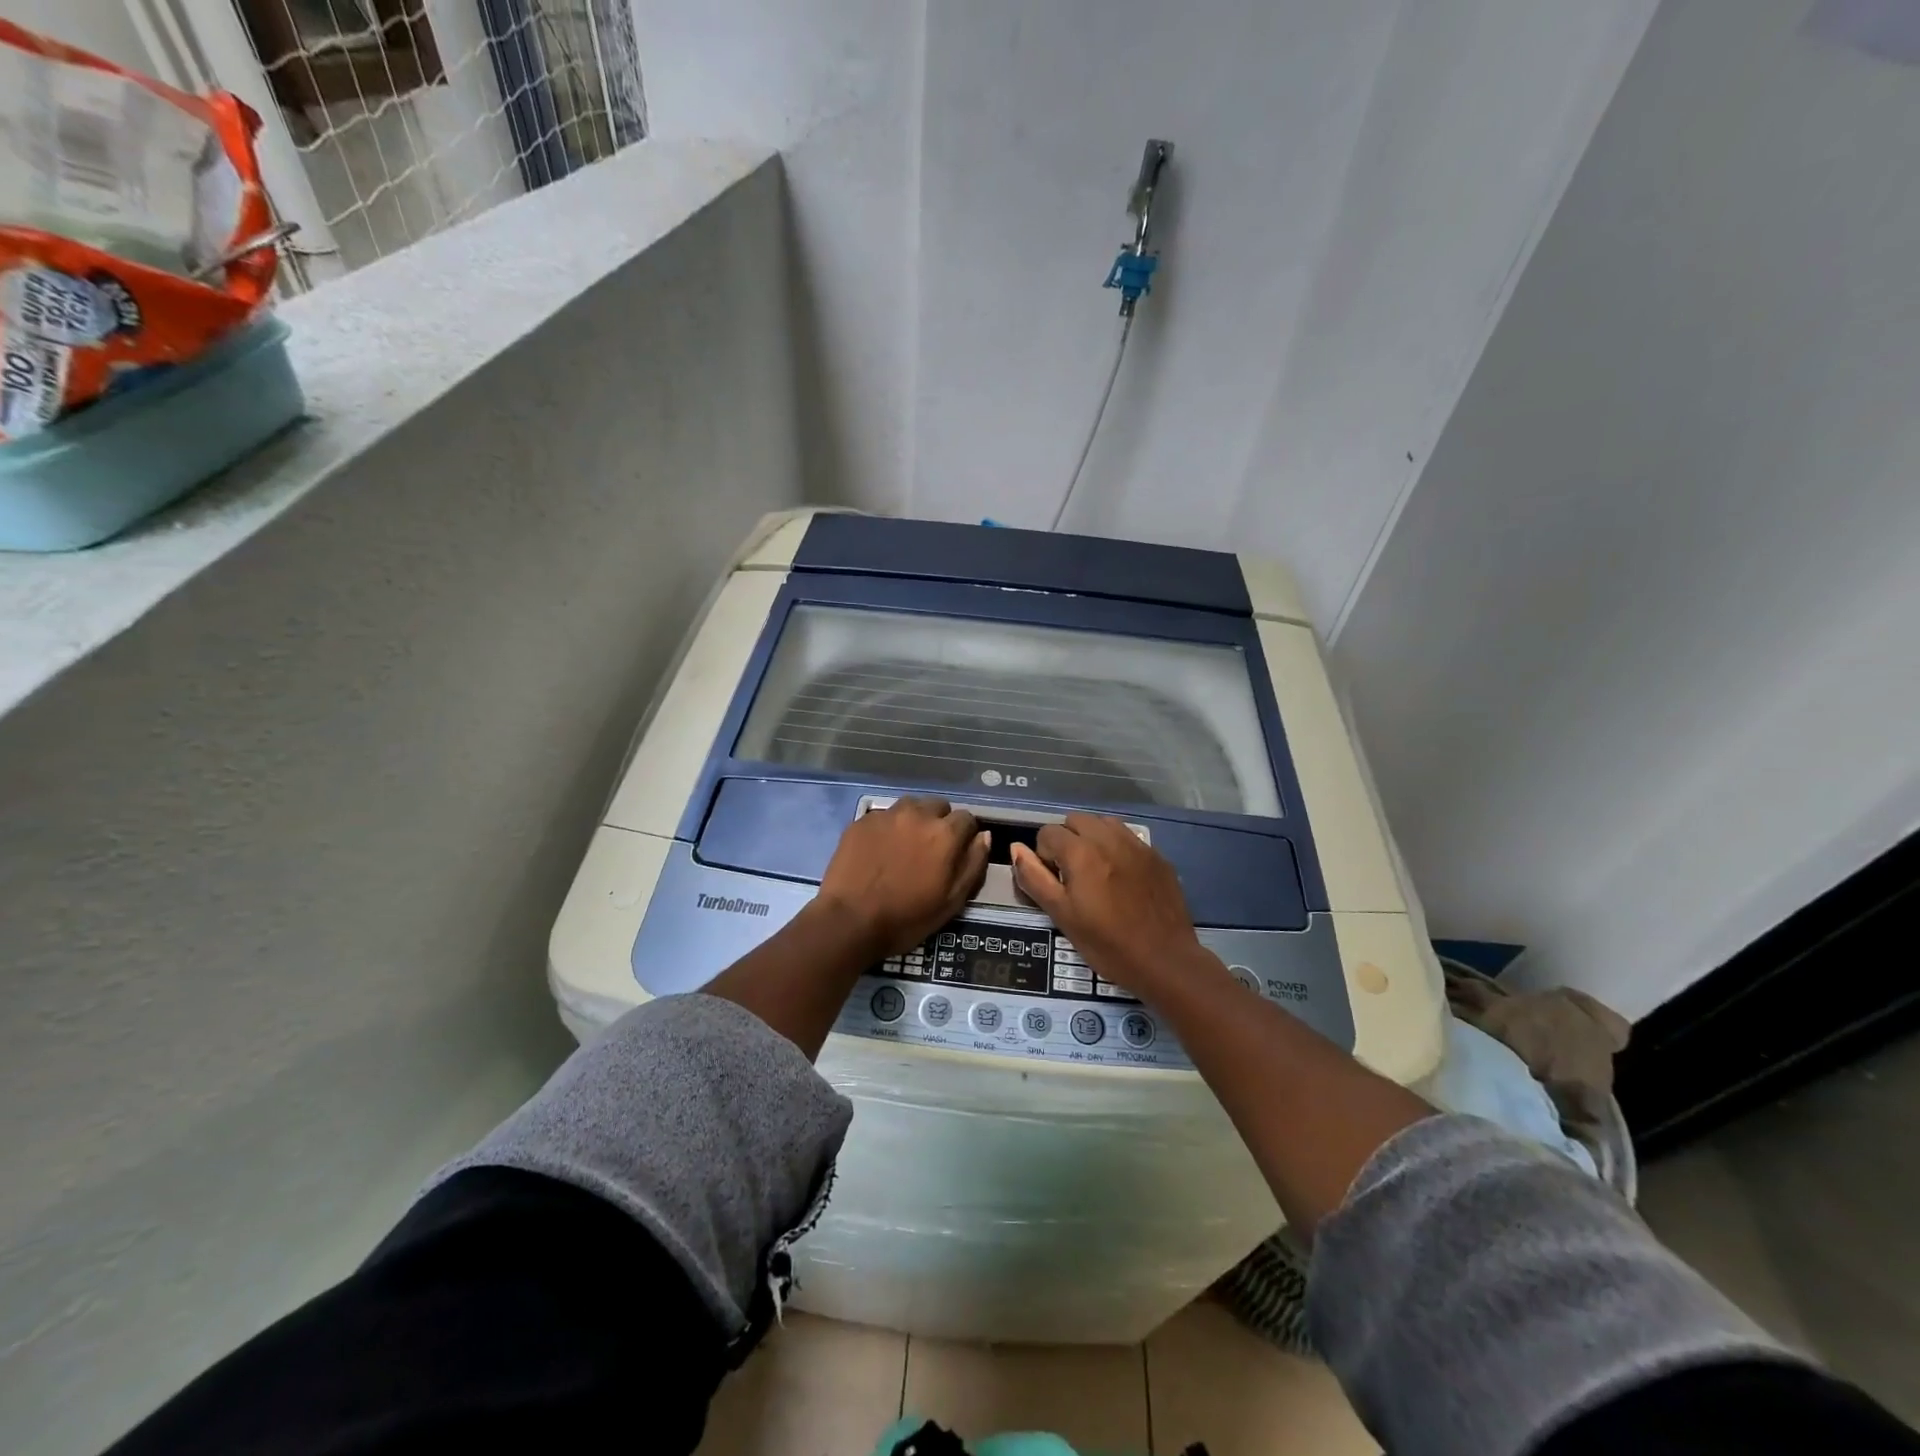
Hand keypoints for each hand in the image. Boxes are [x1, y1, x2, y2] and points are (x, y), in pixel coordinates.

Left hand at [815, 798, 989, 959]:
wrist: (849, 920)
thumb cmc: (906, 917)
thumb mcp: (952, 901)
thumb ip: (973, 864)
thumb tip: (983, 836)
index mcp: (945, 834)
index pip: (967, 818)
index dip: (965, 836)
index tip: (957, 853)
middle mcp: (918, 814)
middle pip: (939, 806)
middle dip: (940, 823)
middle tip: (930, 850)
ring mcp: (887, 815)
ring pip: (911, 806)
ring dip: (915, 820)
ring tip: (906, 845)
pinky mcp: (862, 820)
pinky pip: (885, 815)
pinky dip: (889, 827)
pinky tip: (881, 849)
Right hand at [1011, 814, 1218, 998]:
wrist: (1165, 961)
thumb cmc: (1106, 943)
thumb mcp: (1061, 915)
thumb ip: (1035, 878)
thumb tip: (1016, 848)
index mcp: (1081, 852)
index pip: (1048, 832)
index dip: (1044, 855)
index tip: (1055, 882)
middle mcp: (1109, 839)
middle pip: (1076, 820)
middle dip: (1067, 840)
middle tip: (1072, 875)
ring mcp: (1137, 845)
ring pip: (1104, 824)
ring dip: (1092, 838)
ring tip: (1095, 871)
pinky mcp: (1157, 856)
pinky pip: (1128, 838)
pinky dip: (1117, 847)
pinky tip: (1121, 877)